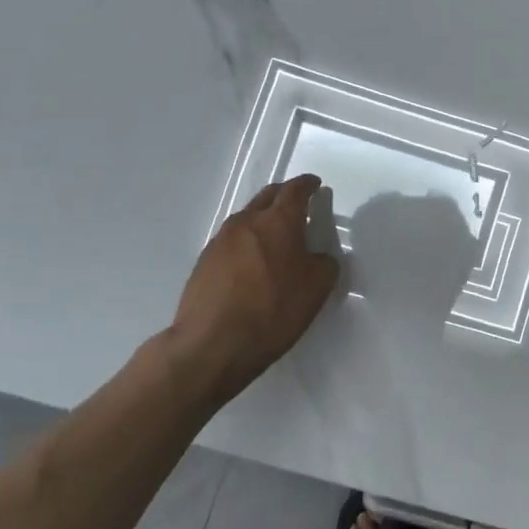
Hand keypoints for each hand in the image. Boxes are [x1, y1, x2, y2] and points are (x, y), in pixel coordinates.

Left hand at [172, 175, 339, 392]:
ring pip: (247, 218)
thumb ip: (324, 264)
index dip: (307, 185)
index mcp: (278, 222)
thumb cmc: (273, 311)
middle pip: (267, 197)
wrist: (212, 344)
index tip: (315, 184)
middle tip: (298, 203)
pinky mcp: (204, 262)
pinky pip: (232, 241)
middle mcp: (246, 222)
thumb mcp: (316, 289)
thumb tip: (317, 257)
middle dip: (284, 195)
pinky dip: (247, 242)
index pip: (294, 191)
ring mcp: (220, 241)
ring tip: (276, 236)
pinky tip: (253, 263)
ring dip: (263, 219)